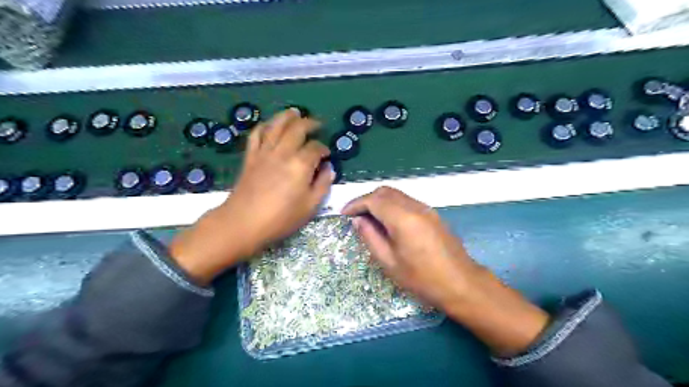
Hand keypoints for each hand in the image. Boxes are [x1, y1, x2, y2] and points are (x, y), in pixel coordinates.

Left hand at [170, 109, 335, 283]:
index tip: (326, 156)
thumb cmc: (281, 218)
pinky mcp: (251, 156)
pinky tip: (270, 125)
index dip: (324, 149)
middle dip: (310, 123)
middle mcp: (283, 152)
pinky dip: (264, 126)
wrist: (243, 223)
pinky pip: (257, 134)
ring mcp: (265, 152)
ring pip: (277, 125)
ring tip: (295, 112)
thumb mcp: (310, 206)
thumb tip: (328, 169)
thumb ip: (322, 185)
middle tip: (317, 124)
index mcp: (301, 164)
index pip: (316, 148)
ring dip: (287, 116)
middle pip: (298, 128)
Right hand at [342, 188, 546, 355]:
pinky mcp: (432, 214)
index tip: (344, 214)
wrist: (461, 283)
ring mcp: (426, 209)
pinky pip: (406, 201)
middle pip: (385, 192)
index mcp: (403, 218)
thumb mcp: (389, 263)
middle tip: (355, 216)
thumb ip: (370, 237)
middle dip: (366, 199)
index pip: (373, 200)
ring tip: (369, 219)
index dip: (356, 204)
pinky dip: (392, 205)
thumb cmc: (422, 278)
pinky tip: (388, 221)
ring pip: (396, 194)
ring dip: (379, 201)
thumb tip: (358, 221)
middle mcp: (415, 207)